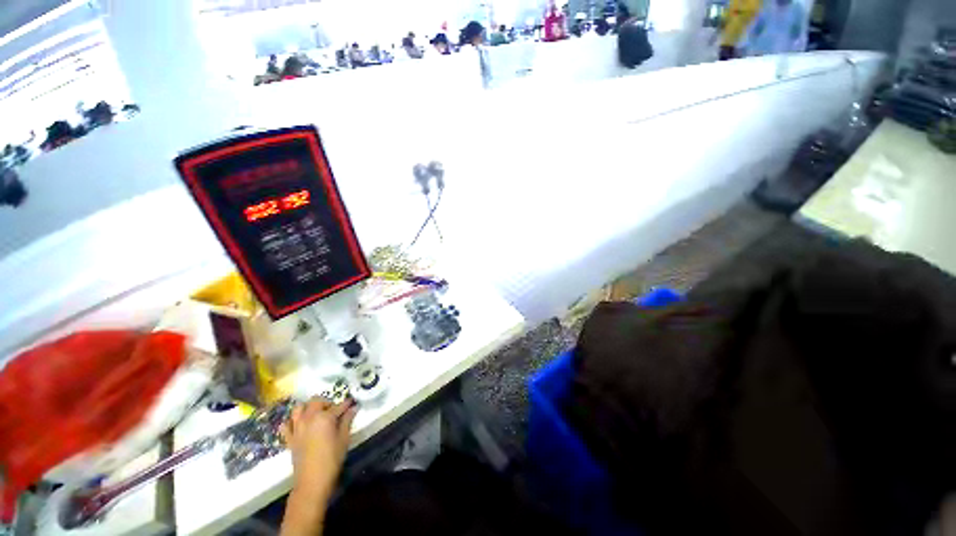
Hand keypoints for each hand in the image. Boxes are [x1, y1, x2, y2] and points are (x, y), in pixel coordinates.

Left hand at [281, 397, 357, 499]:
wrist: (312, 482)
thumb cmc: (332, 459)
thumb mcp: (344, 439)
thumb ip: (347, 421)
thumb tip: (353, 408)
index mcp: (325, 417)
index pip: (338, 406)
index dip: (347, 404)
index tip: (352, 403)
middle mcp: (309, 418)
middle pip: (316, 401)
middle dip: (326, 402)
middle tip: (334, 410)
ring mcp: (297, 428)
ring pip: (299, 408)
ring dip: (308, 407)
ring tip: (316, 414)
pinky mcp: (289, 438)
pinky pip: (286, 425)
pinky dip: (291, 421)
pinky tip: (299, 424)